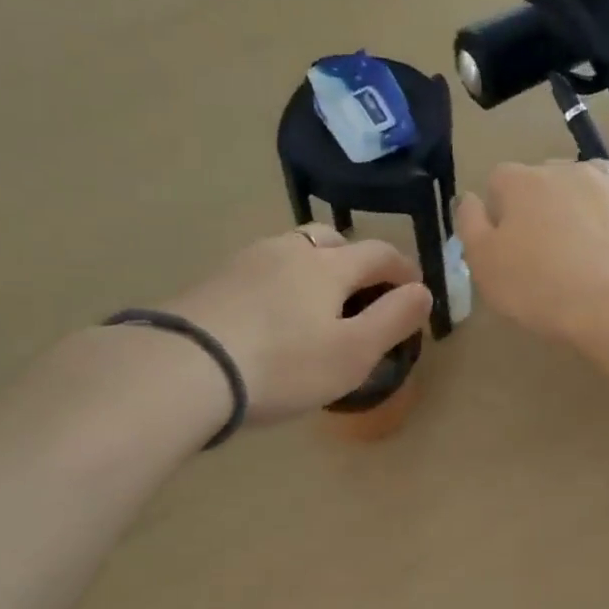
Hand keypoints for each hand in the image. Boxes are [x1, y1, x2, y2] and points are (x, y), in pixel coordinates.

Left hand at [165, 225, 434, 423]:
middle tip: (362, 293)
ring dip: (312, 271)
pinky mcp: (212, 283)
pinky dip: (278, 286)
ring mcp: (244, 262)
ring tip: (314, 306)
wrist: (186, 368)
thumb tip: (422, 292)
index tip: (413, 290)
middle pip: (330, 240)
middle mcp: (287, 250)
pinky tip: (269, 318)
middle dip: (354, 261)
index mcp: (329, 265)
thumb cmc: (285, 364)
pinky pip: (259, 273)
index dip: (402, 270)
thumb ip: (394, 320)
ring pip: (290, 253)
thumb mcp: (354, 352)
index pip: (378, 253)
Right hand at [455, 161, 608, 342]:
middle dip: (542, 206)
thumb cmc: (540, 286)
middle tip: (545, 253)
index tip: (505, 246)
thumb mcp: (484, 265)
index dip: (499, 211)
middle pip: (544, 180)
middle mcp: (566, 169)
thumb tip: (468, 198)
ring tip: (586, 251)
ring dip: (582, 207)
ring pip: (588, 186)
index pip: (498, 181)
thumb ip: (469, 225)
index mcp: (520, 182)